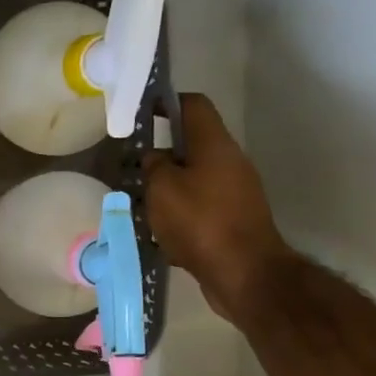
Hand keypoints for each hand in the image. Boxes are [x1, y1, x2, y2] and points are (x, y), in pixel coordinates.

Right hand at [143, 94, 291, 324]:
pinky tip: (157, 231)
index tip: (142, 112)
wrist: (244, 273)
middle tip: (131, 168)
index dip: (167, 102)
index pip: (193, 106)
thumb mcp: (162, 188)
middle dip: (161, 154)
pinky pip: (199, 207)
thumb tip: (154, 158)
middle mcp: (229, 162)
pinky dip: (178, 213)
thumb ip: (153, 166)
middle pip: (192, 146)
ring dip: (167, 187)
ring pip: (193, 179)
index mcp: (214, 145)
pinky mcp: (233, 220)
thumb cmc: (200, 222)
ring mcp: (234, 193)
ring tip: (138, 203)